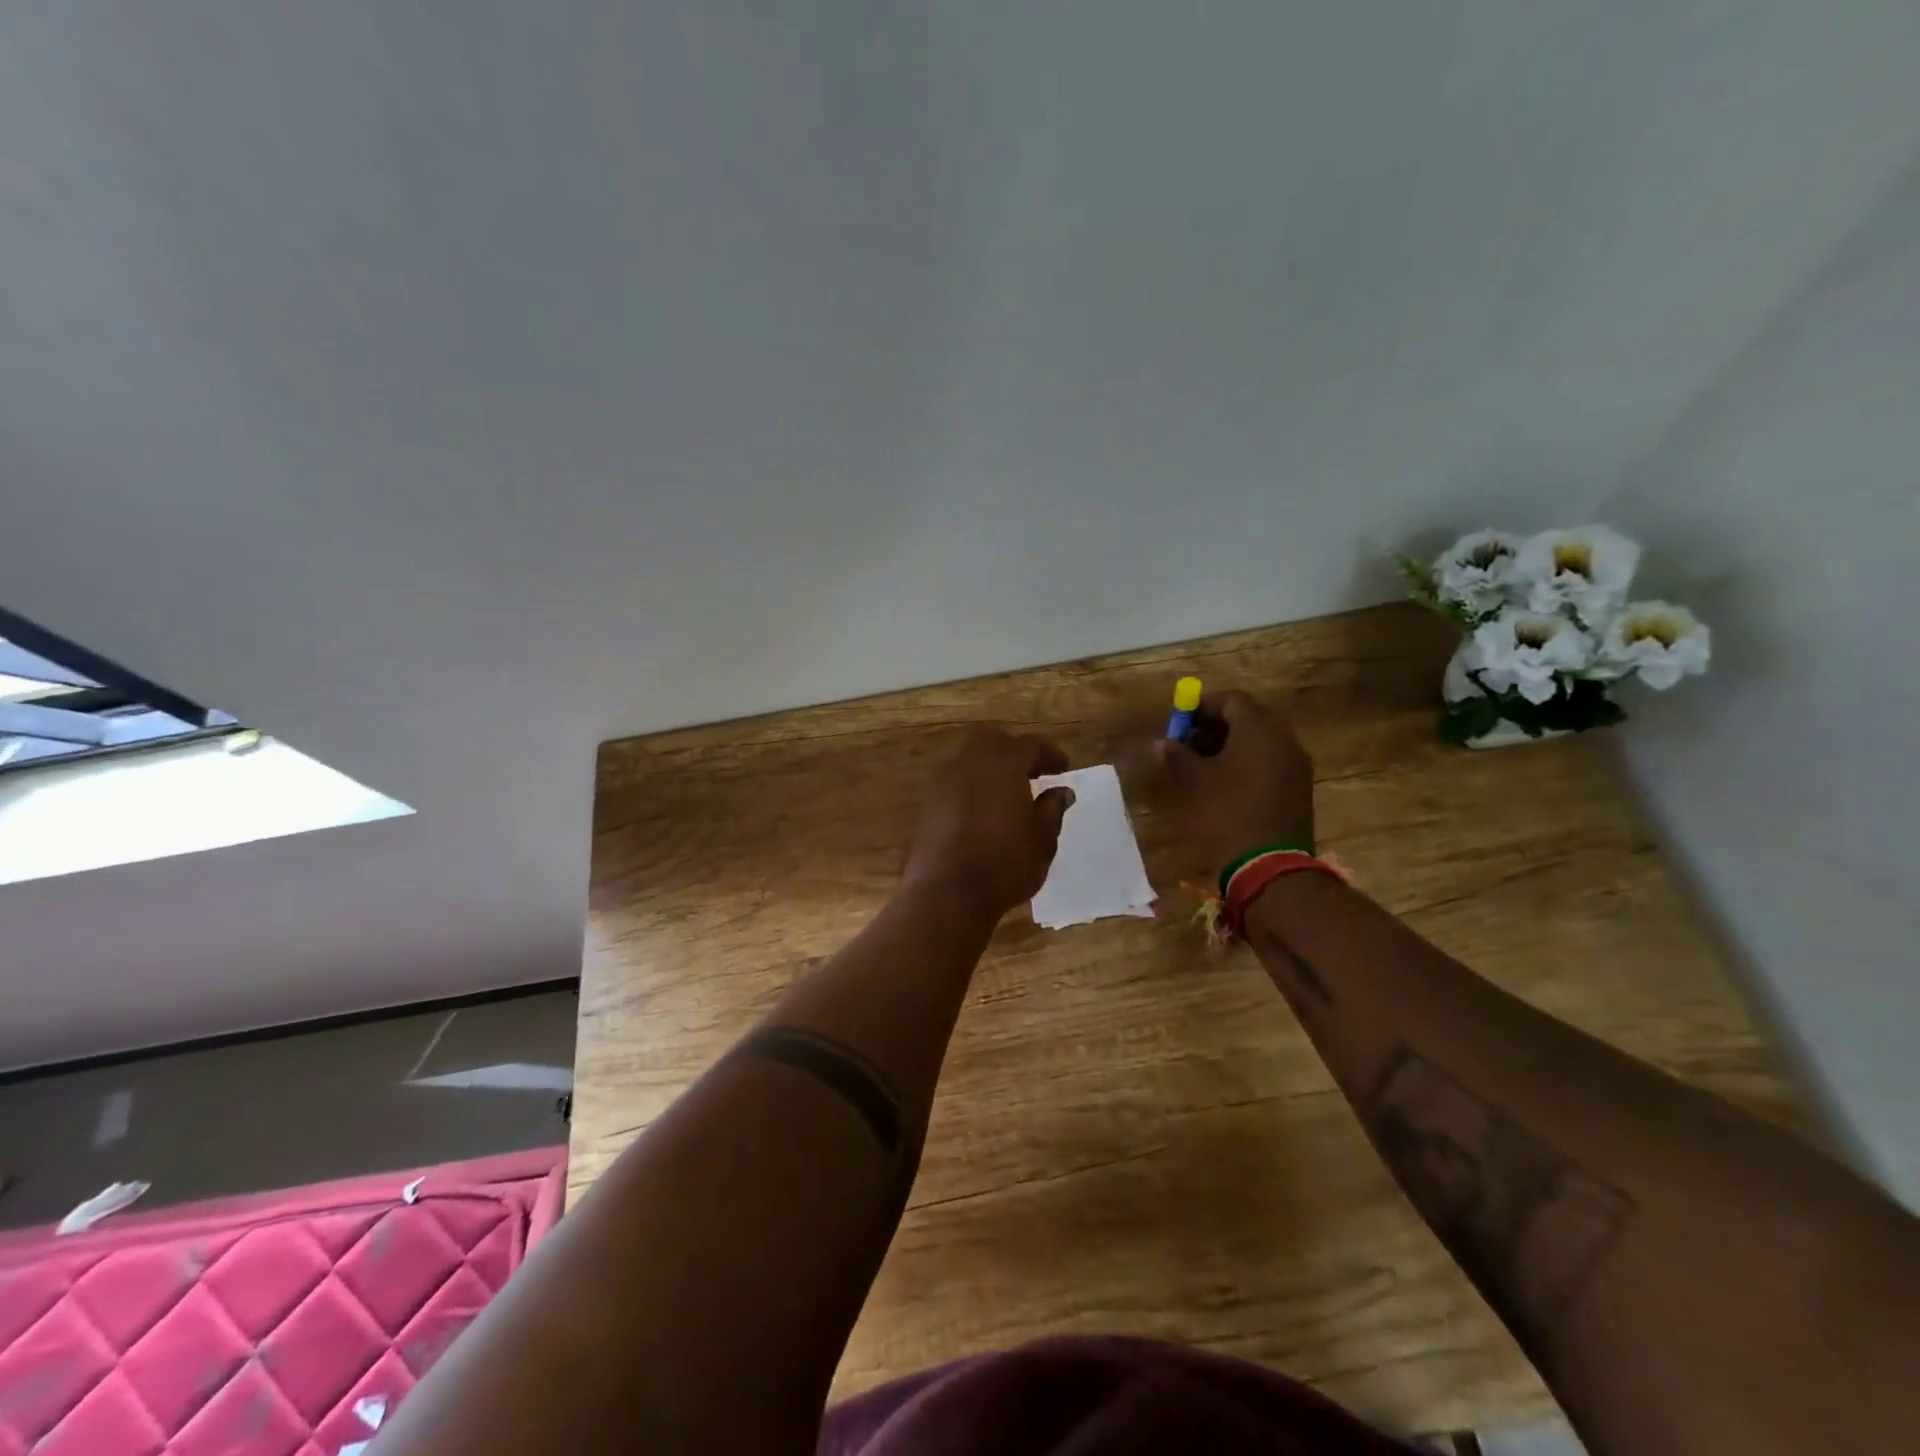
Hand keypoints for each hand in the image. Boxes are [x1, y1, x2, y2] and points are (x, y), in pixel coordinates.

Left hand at [903, 727, 1075, 919]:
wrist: (945, 893)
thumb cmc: (1004, 864)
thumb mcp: (1042, 840)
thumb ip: (1052, 810)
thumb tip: (1061, 791)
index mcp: (1003, 764)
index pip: (1030, 746)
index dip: (1049, 754)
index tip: (1063, 768)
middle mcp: (969, 763)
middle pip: (993, 742)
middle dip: (1014, 752)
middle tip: (1032, 772)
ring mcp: (942, 782)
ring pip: (968, 760)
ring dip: (989, 769)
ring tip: (1007, 793)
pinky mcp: (926, 805)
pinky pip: (954, 784)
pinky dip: (971, 788)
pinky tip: (982, 811)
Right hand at [1157, 690, 1314, 879]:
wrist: (1269, 866)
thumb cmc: (1225, 814)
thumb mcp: (1192, 782)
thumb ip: (1177, 755)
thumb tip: (1166, 743)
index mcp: (1259, 729)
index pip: (1231, 700)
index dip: (1202, 707)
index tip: (1180, 723)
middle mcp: (1284, 739)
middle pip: (1249, 718)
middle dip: (1216, 726)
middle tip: (1189, 743)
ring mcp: (1296, 765)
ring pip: (1261, 741)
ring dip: (1231, 746)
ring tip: (1203, 767)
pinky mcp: (1299, 788)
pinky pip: (1271, 762)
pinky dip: (1247, 764)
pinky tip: (1226, 785)